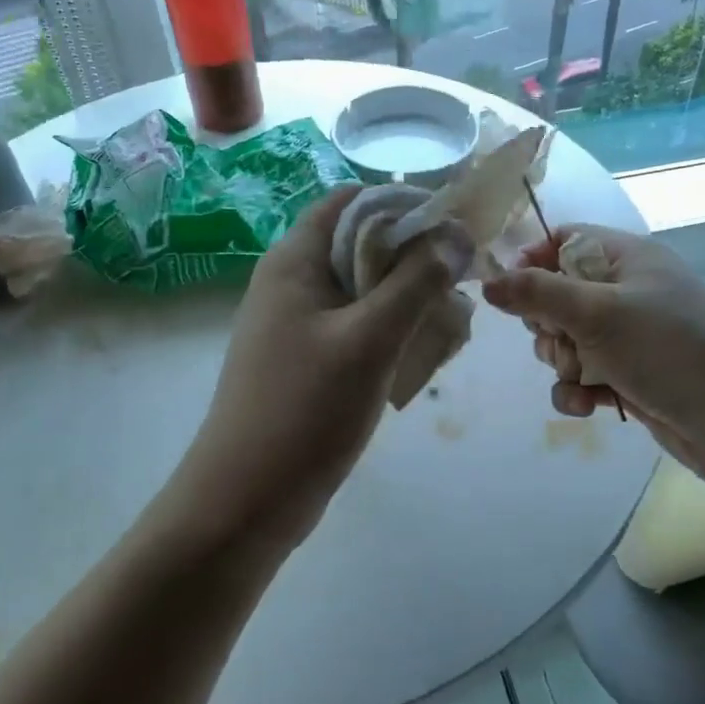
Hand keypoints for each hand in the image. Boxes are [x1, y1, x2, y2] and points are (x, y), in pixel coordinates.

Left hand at [177, 187, 472, 548]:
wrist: (244, 502)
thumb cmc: (305, 410)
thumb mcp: (371, 339)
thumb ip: (417, 281)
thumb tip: (457, 233)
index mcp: (294, 260)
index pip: (351, 201)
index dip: (403, 203)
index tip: (452, 227)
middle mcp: (292, 282)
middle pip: (360, 244)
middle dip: (413, 257)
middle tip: (460, 282)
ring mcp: (296, 324)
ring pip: (363, 289)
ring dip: (407, 298)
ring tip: (449, 324)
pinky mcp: (306, 360)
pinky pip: (356, 327)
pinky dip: (390, 331)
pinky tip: (420, 356)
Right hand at [482, 225, 704, 487]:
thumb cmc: (671, 350)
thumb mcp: (598, 314)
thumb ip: (537, 293)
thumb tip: (487, 280)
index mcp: (627, 258)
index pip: (564, 240)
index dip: (532, 261)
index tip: (509, 292)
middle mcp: (628, 291)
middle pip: (557, 295)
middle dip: (547, 325)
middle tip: (560, 343)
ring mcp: (631, 337)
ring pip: (567, 340)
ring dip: (562, 363)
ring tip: (582, 378)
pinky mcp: (632, 377)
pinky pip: (585, 375)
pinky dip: (579, 391)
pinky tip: (588, 407)